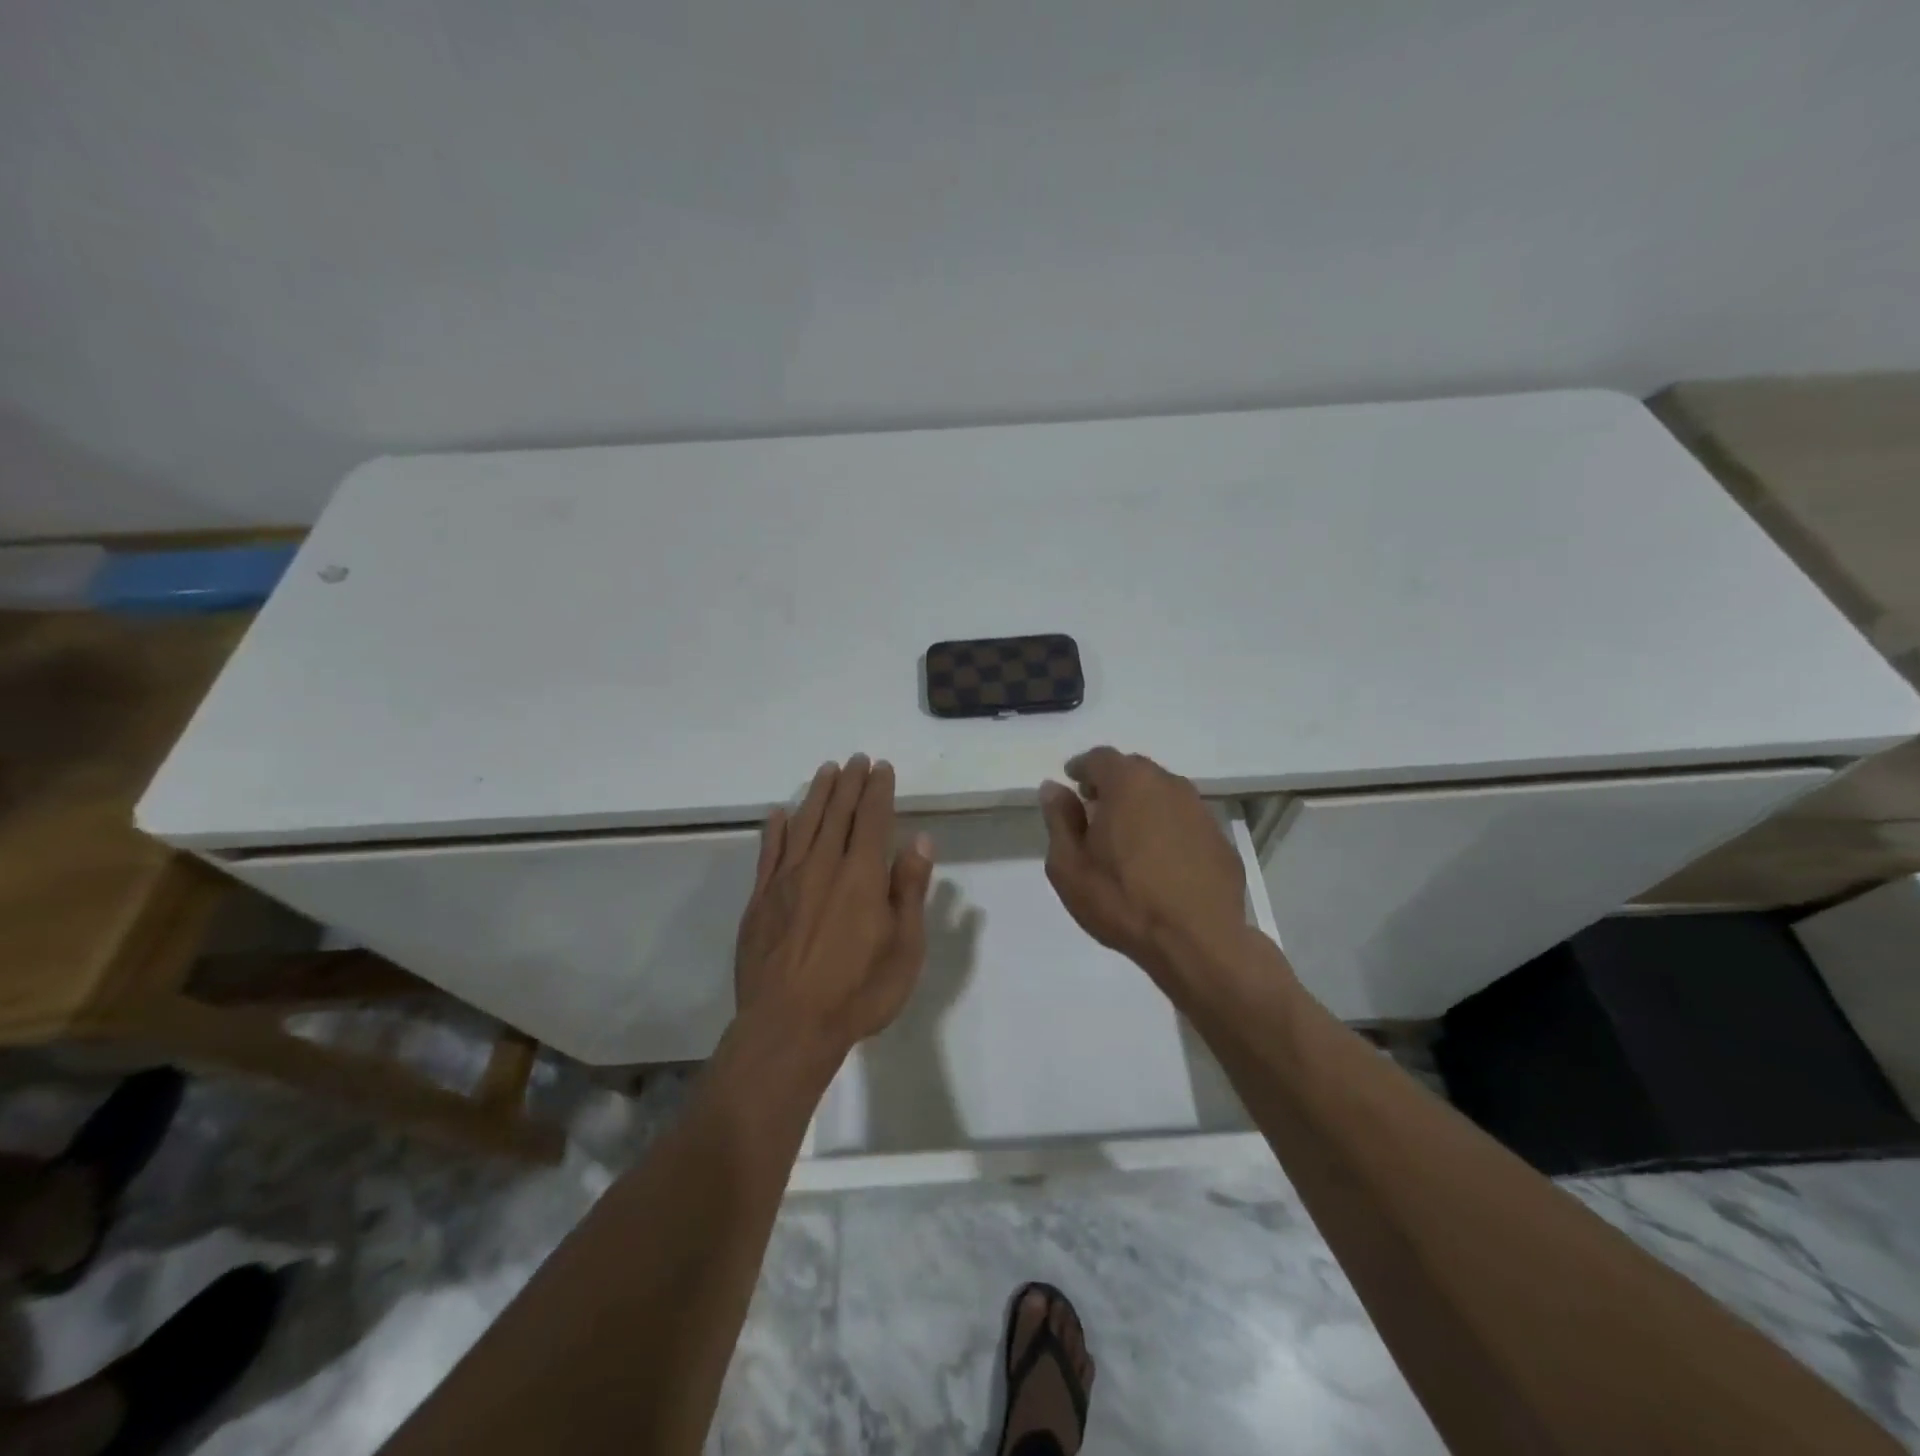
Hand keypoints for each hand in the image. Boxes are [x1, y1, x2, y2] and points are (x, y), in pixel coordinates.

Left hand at [733, 755, 934, 1059]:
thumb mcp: (904, 947)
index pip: (872, 819)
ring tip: (825, 771)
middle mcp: (822, 867)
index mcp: (861, 876)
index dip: (878, 790)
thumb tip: (920, 841)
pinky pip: (768, 854)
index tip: (881, 767)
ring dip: (816, 795)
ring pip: (803, 825)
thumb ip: (909, 890)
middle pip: (837, 814)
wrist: (789, 1027)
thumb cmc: (858, 991)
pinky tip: (778, 814)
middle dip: (848, 784)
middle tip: (855, 759)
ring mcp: (786, 882)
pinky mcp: (760, 901)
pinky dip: (775, 830)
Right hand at [1039, 747, 1245, 973]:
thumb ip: (1059, 820)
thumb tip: (1054, 788)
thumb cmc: (1122, 900)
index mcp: (1128, 783)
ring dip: (1142, 806)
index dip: (1082, 768)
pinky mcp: (1220, 838)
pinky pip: (1185, 821)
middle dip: (1112, 784)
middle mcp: (1168, 784)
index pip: (1099, 757)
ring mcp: (1200, 810)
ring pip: (1162, 794)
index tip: (1072, 784)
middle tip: (1096, 811)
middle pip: (1134, 771)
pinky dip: (1168, 829)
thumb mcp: (1069, 865)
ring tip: (1128, 838)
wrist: (1197, 941)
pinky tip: (1161, 861)